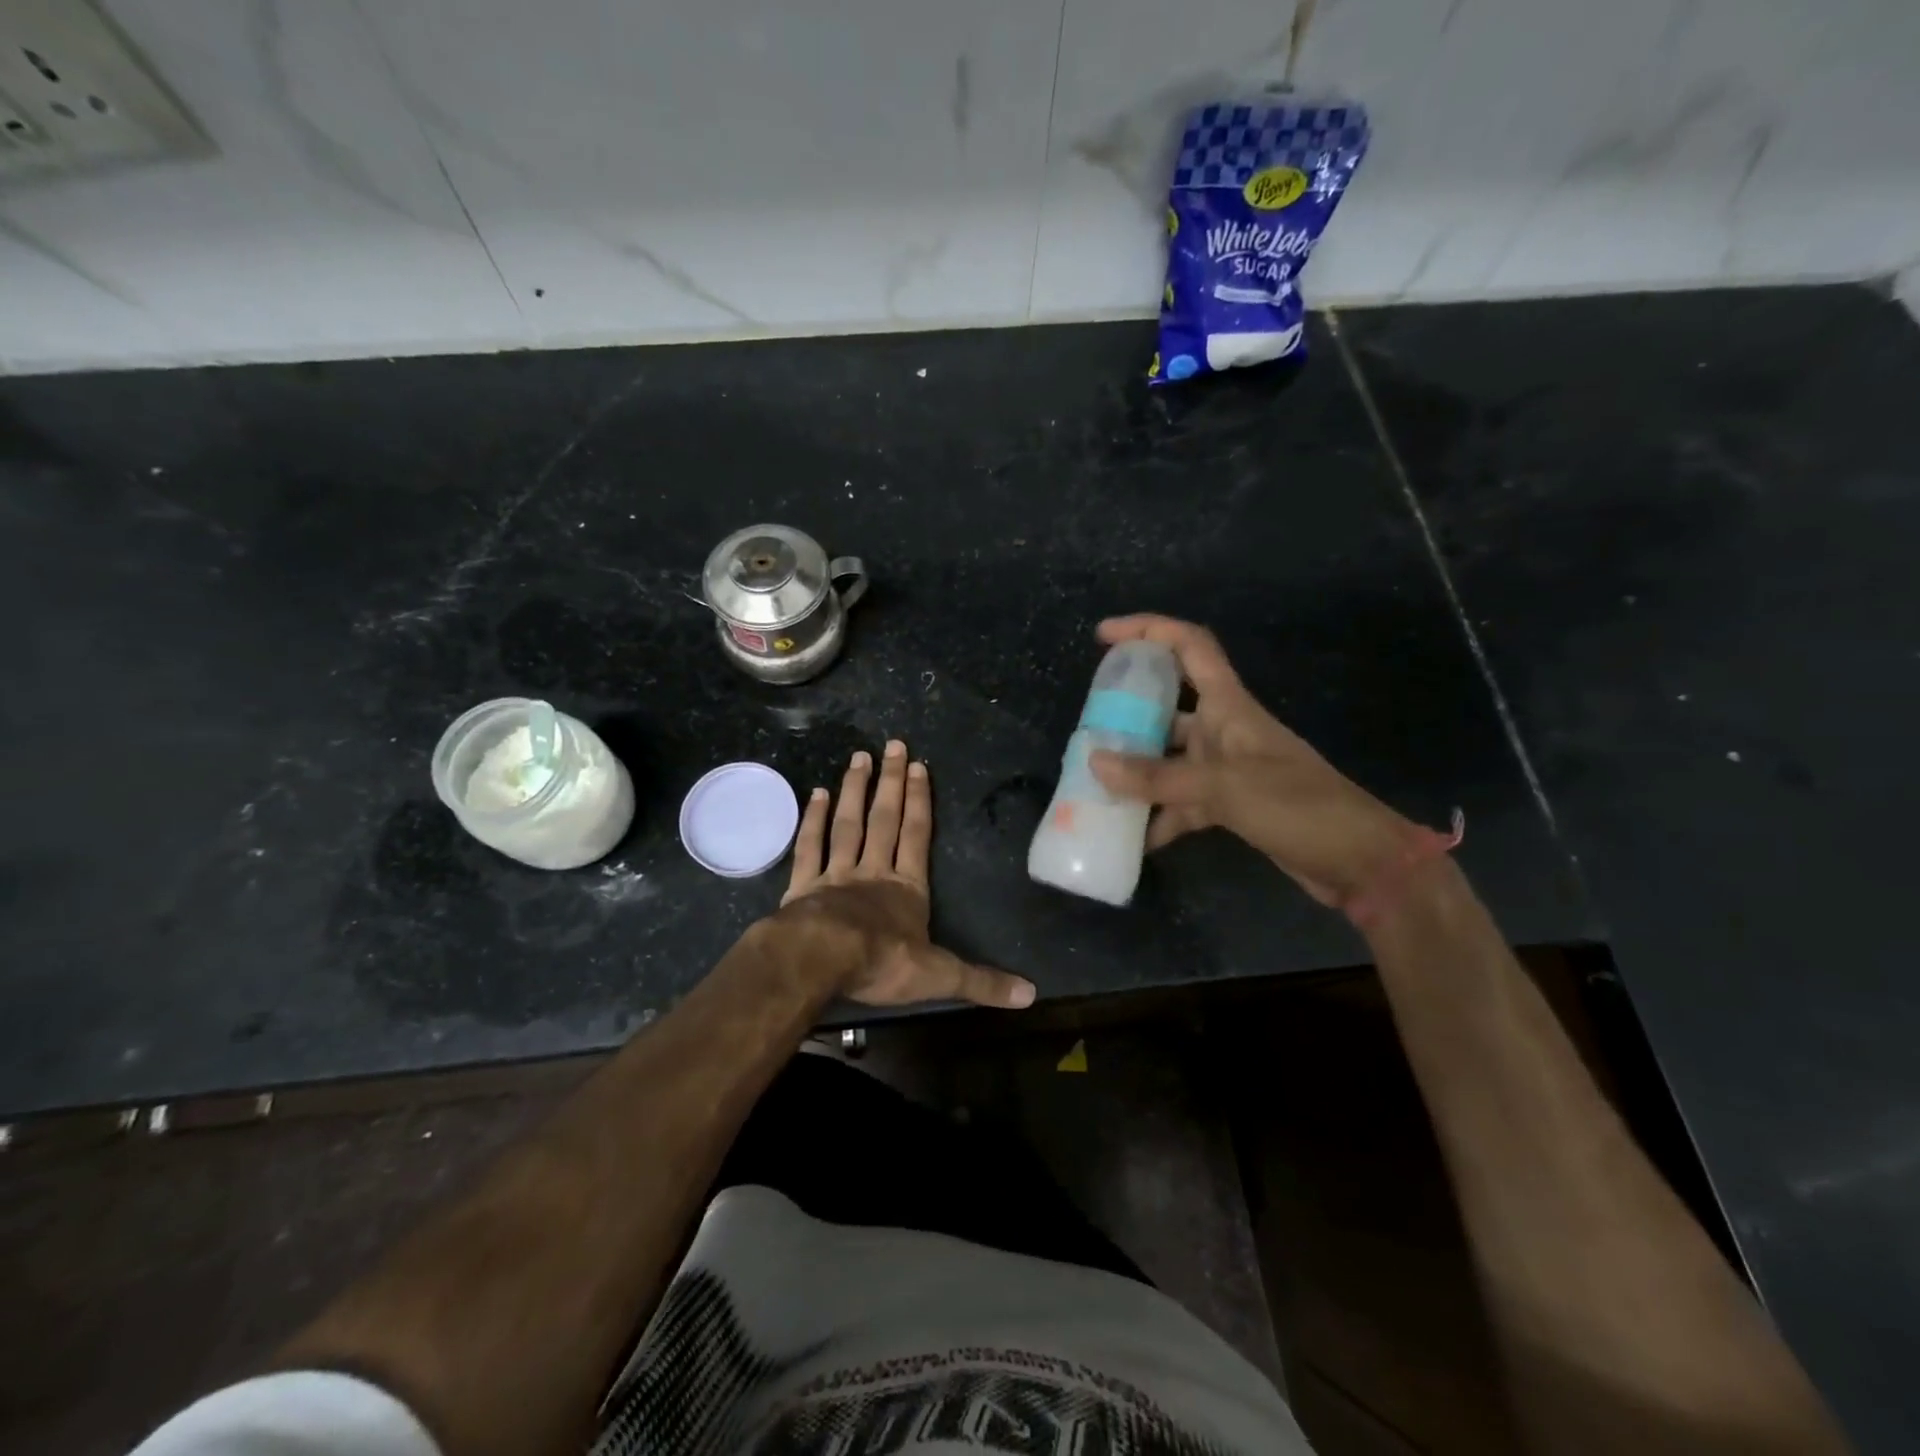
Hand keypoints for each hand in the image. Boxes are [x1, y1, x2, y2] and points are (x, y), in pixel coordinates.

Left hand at [777, 740, 1035, 1009]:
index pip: (917, 837)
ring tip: (859, 757)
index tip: (919, 766)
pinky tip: (816, 794)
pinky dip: (813, 821)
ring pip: (848, 825)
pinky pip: (810, 847)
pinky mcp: (804, 887)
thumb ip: (983, 982)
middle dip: (891, 783)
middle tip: (892, 745)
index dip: (920, 802)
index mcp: (907, 889)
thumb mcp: (941, 977)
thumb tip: (1032, 994)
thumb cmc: (883, 963)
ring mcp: (836, 875)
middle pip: (884, 820)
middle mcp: (873, 872)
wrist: (821, 960)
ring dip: (854, 791)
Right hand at [1087, 614, 1419, 904]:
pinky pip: (1181, 802)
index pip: (1189, 646)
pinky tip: (1132, 837)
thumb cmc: (1298, 806)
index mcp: (1229, 706)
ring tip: (1096, 785)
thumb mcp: (1224, 787)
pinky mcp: (1230, 805)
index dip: (1148, 630)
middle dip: (1128, 711)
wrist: (1358, 861)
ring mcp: (1226, 769)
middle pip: (1168, 705)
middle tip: (1088, 726)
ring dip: (1137, 771)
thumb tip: (1095, 763)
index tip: (1104, 635)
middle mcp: (1224, 730)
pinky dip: (1159, 816)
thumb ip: (1158, 777)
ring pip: (1169, 758)